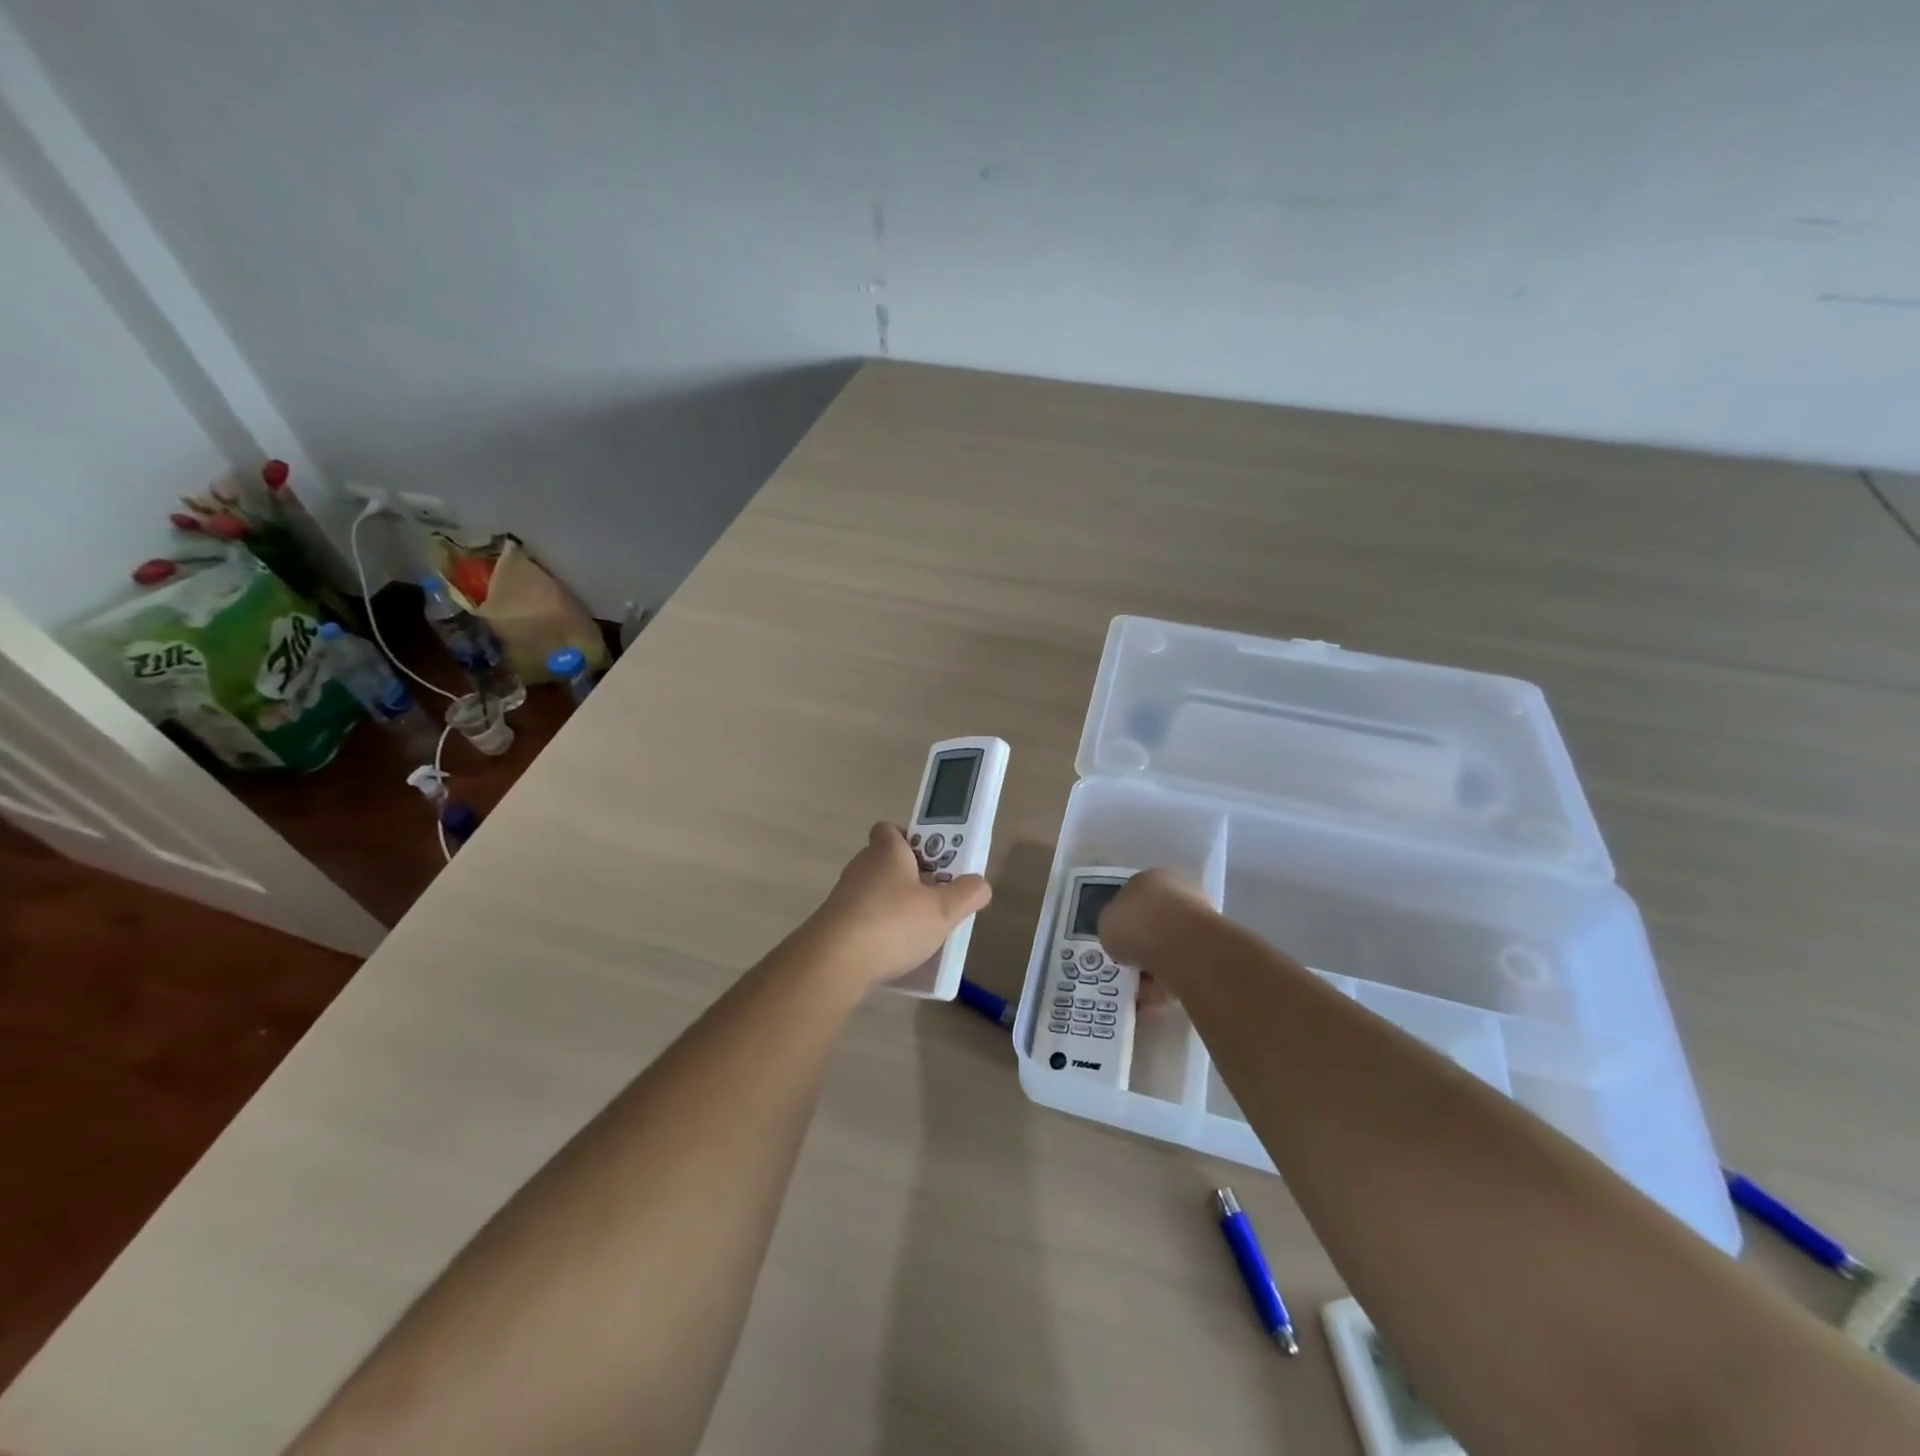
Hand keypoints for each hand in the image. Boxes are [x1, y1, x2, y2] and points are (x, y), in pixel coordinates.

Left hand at [802, 823, 992, 991]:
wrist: (833, 963)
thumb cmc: (892, 923)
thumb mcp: (942, 910)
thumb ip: (967, 894)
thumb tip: (980, 884)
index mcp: (886, 851)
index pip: (892, 829)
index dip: (913, 839)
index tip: (933, 860)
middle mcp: (862, 866)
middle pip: (888, 861)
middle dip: (912, 876)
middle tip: (936, 897)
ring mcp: (844, 896)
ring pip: (876, 891)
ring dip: (896, 905)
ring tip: (920, 930)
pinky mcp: (835, 924)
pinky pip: (864, 918)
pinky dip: (880, 929)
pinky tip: (895, 951)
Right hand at [1098, 869, 1213, 1003]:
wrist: (1182, 947)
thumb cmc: (1137, 924)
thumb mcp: (1106, 924)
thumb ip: (1113, 928)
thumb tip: (1121, 938)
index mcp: (1150, 878)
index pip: (1132, 897)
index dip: (1122, 920)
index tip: (1115, 941)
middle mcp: (1177, 893)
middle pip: (1152, 922)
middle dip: (1140, 945)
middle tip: (1126, 966)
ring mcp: (1197, 920)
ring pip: (1167, 947)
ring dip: (1152, 967)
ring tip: (1137, 988)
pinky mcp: (1211, 949)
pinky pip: (1181, 967)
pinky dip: (1167, 982)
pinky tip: (1154, 997)